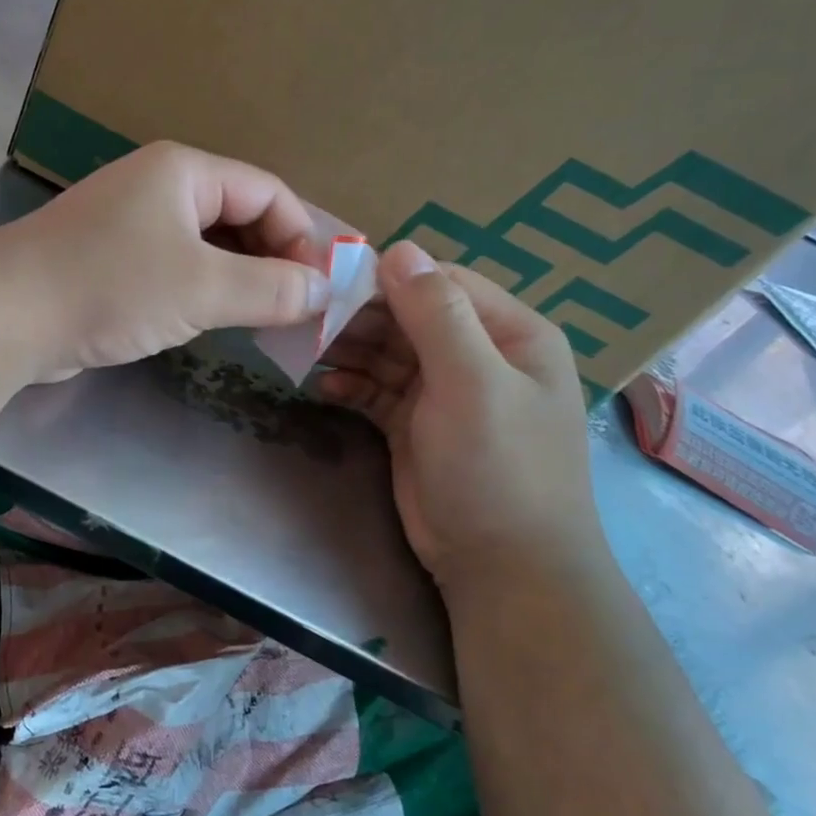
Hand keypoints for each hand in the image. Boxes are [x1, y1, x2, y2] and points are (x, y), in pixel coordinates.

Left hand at [0, 142, 329, 381]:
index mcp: (184, 172)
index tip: (324, 287)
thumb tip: (323, 291)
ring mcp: (131, 225)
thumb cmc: (111, 286)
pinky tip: (218, 321)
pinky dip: (205, 291)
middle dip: (275, 260)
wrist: (8, 315)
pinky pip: (176, 269)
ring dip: (241, 279)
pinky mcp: (112, 262)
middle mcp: (159, 188)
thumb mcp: (202, 287)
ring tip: (270, 320)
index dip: (304, 236)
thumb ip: (271, 288)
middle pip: (239, 217)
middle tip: (302, 309)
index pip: (268, 192)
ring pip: (208, 247)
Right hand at [317, 241, 604, 594]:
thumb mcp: (473, 383)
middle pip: (408, 316)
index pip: (442, 283)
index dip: (389, 278)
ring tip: (305, 349)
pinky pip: (375, 390)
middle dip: (361, 316)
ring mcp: (443, 392)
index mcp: (510, 333)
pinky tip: (322, 388)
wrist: (502, 566)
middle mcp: (478, 355)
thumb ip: (436, 314)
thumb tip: (398, 248)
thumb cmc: (498, 466)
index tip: (332, 280)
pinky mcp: (414, 425)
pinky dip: (350, 386)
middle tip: (308, 318)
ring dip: (348, 350)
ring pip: (387, 353)